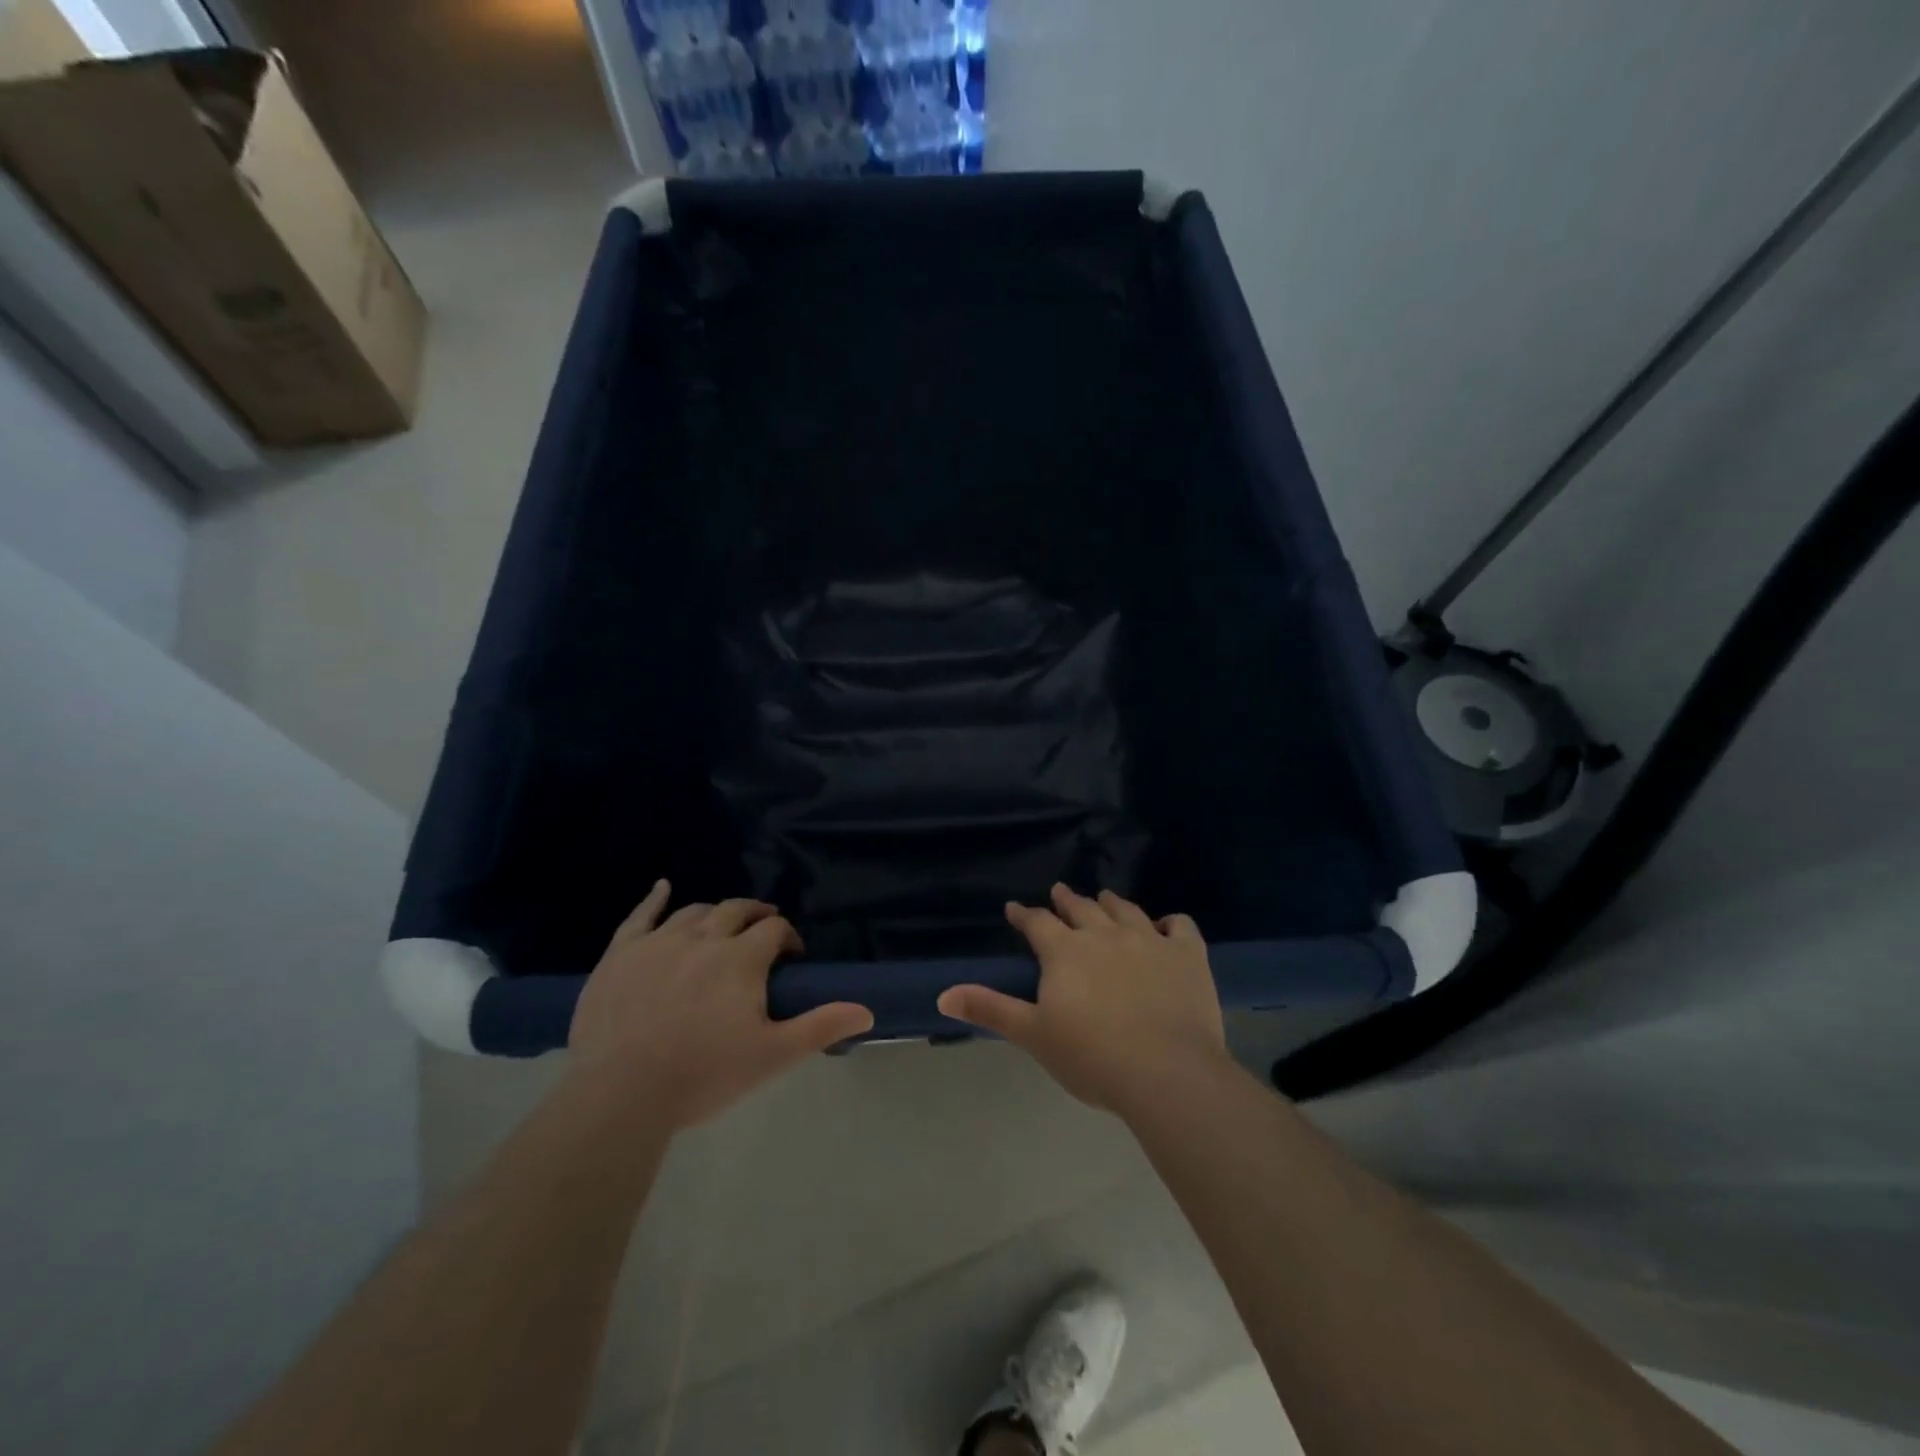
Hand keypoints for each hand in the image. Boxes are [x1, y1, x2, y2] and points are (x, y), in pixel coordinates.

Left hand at [568, 881, 873, 1129]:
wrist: (620, 1094)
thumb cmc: (703, 1075)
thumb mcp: (772, 1056)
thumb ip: (820, 1027)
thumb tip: (867, 1012)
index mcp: (741, 958)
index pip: (774, 930)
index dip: (788, 938)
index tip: (791, 958)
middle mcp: (703, 937)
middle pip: (736, 910)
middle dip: (756, 915)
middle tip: (763, 931)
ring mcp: (658, 942)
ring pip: (693, 912)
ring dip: (714, 912)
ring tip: (721, 924)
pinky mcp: (620, 954)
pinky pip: (639, 916)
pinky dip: (653, 898)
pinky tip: (662, 887)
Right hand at [936, 884, 1228, 1116]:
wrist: (1167, 1073)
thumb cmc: (1092, 1057)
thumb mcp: (1033, 1035)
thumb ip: (990, 1009)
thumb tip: (942, 994)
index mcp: (1065, 951)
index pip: (1037, 923)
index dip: (1024, 915)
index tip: (1014, 908)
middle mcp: (1104, 934)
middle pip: (1081, 908)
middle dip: (1066, 900)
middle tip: (1059, 892)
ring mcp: (1149, 939)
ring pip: (1126, 910)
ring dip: (1111, 903)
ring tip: (1105, 898)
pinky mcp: (1187, 954)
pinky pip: (1180, 926)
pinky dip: (1171, 923)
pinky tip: (1166, 927)